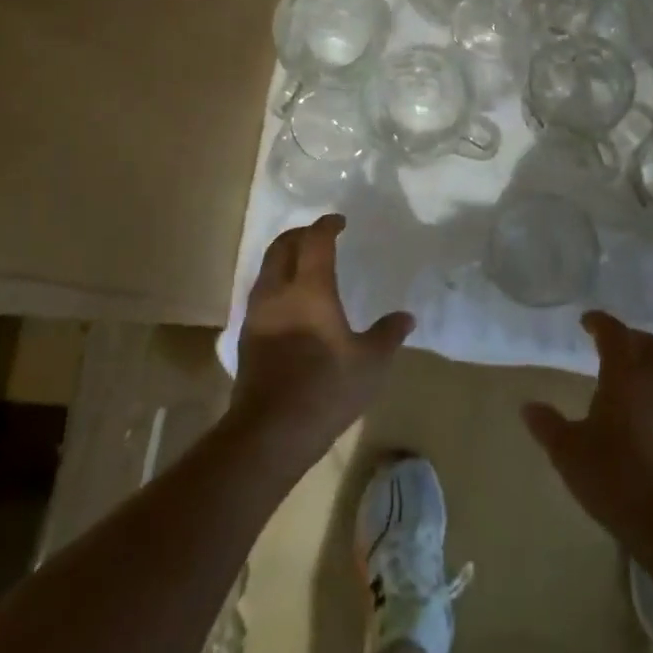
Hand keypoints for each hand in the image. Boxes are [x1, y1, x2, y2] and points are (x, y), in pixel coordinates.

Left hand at [228, 215, 412, 469]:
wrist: (271, 431)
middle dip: (299, 234)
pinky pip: (262, 292)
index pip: (316, 241)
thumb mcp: (370, 364)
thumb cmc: (326, 389)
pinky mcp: (247, 336)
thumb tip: (406, 317)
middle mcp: (278, 292)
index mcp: (310, 289)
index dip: (327, 226)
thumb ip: (388, 334)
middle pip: (282, 247)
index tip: (339, 221)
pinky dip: (277, 282)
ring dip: (284, 256)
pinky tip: (291, 301)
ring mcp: (258, 314)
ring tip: (304, 264)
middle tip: (318, 235)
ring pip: (267, 269)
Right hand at [521, 312, 652, 539]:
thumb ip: (547, 424)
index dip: (600, 323)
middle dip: (629, 338)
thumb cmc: (613, 474)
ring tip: (632, 372)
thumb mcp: (568, 450)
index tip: (586, 322)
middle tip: (610, 344)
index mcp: (625, 373)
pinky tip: (649, 404)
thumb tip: (528, 406)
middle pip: (649, 343)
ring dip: (650, 360)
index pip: (614, 333)